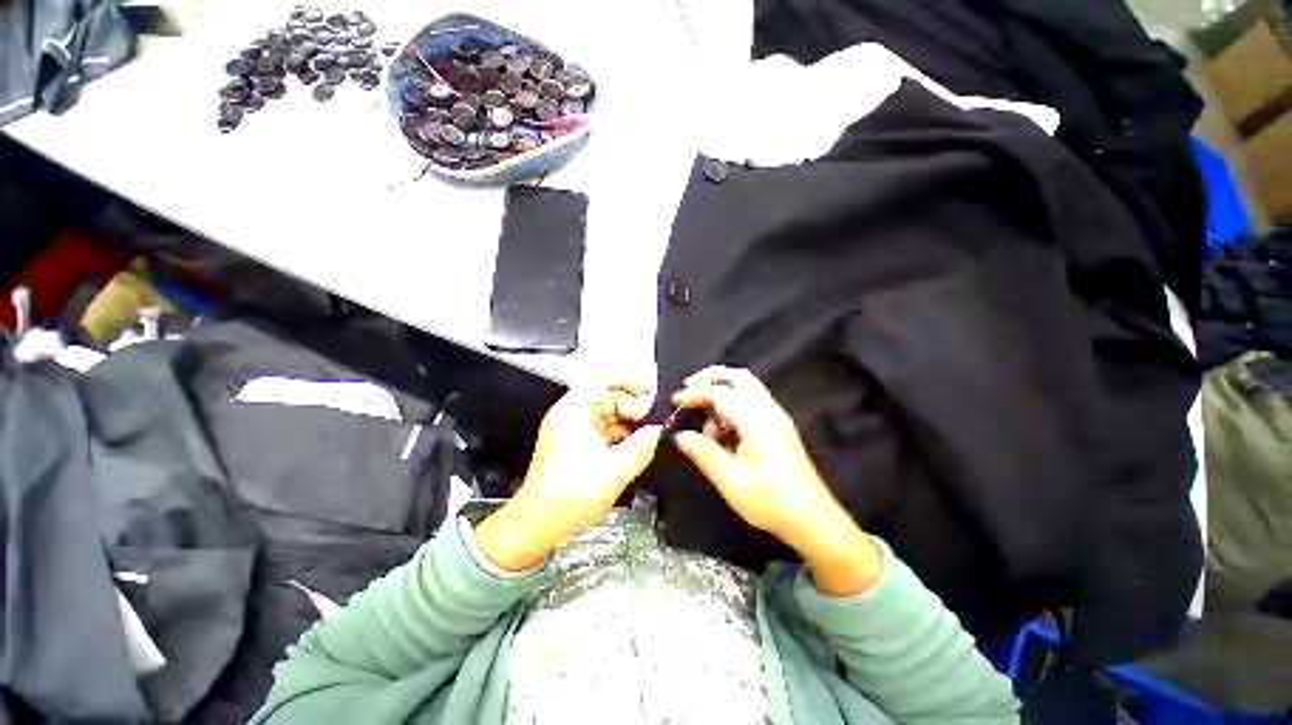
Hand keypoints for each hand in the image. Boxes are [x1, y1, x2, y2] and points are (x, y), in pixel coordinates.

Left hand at [476, 382, 661, 570]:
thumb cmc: (565, 498)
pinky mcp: (576, 444)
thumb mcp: (614, 471)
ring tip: (643, 435)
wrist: (538, 525)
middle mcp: (571, 415)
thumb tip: (657, 431)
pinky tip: (632, 446)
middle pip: (606, 395)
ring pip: (607, 413)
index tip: (647, 389)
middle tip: (647, 419)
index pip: (602, 379)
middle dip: (630, 405)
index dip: (628, 379)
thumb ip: (642, 447)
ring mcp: (573, 430)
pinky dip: (619, 434)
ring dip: (627, 421)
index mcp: (573, 412)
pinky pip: (603, 429)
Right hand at [672, 366, 881, 594]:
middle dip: (711, 377)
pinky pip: (751, 402)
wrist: (812, 519)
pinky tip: (721, 428)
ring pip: (747, 387)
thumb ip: (703, 453)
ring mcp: (776, 417)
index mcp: (757, 421)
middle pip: (739, 377)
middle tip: (688, 388)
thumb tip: (680, 436)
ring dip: (722, 391)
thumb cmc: (770, 501)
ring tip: (702, 415)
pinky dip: (732, 404)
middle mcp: (769, 411)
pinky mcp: (778, 427)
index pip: (721, 393)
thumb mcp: (730, 480)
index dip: (695, 394)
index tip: (675, 400)